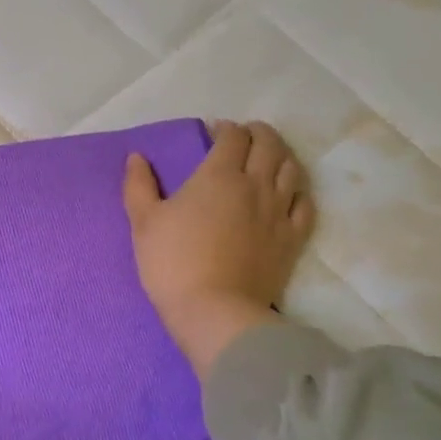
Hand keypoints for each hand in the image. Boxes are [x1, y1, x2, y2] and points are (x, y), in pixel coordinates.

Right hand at [123, 120, 316, 376]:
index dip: (226, 129)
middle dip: (258, 134)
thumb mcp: (143, 221)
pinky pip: (305, 204)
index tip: (214, 132)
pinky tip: (288, 193)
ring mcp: (279, 211)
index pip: (233, 137)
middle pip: (269, 145)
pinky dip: (297, 190)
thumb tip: (136, 157)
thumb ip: (138, 185)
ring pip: (291, 169)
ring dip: (280, 155)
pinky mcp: (293, 238)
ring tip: (267, 158)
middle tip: (244, 137)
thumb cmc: (172, 262)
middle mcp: (256, 185)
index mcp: (218, 175)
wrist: (214, 310)